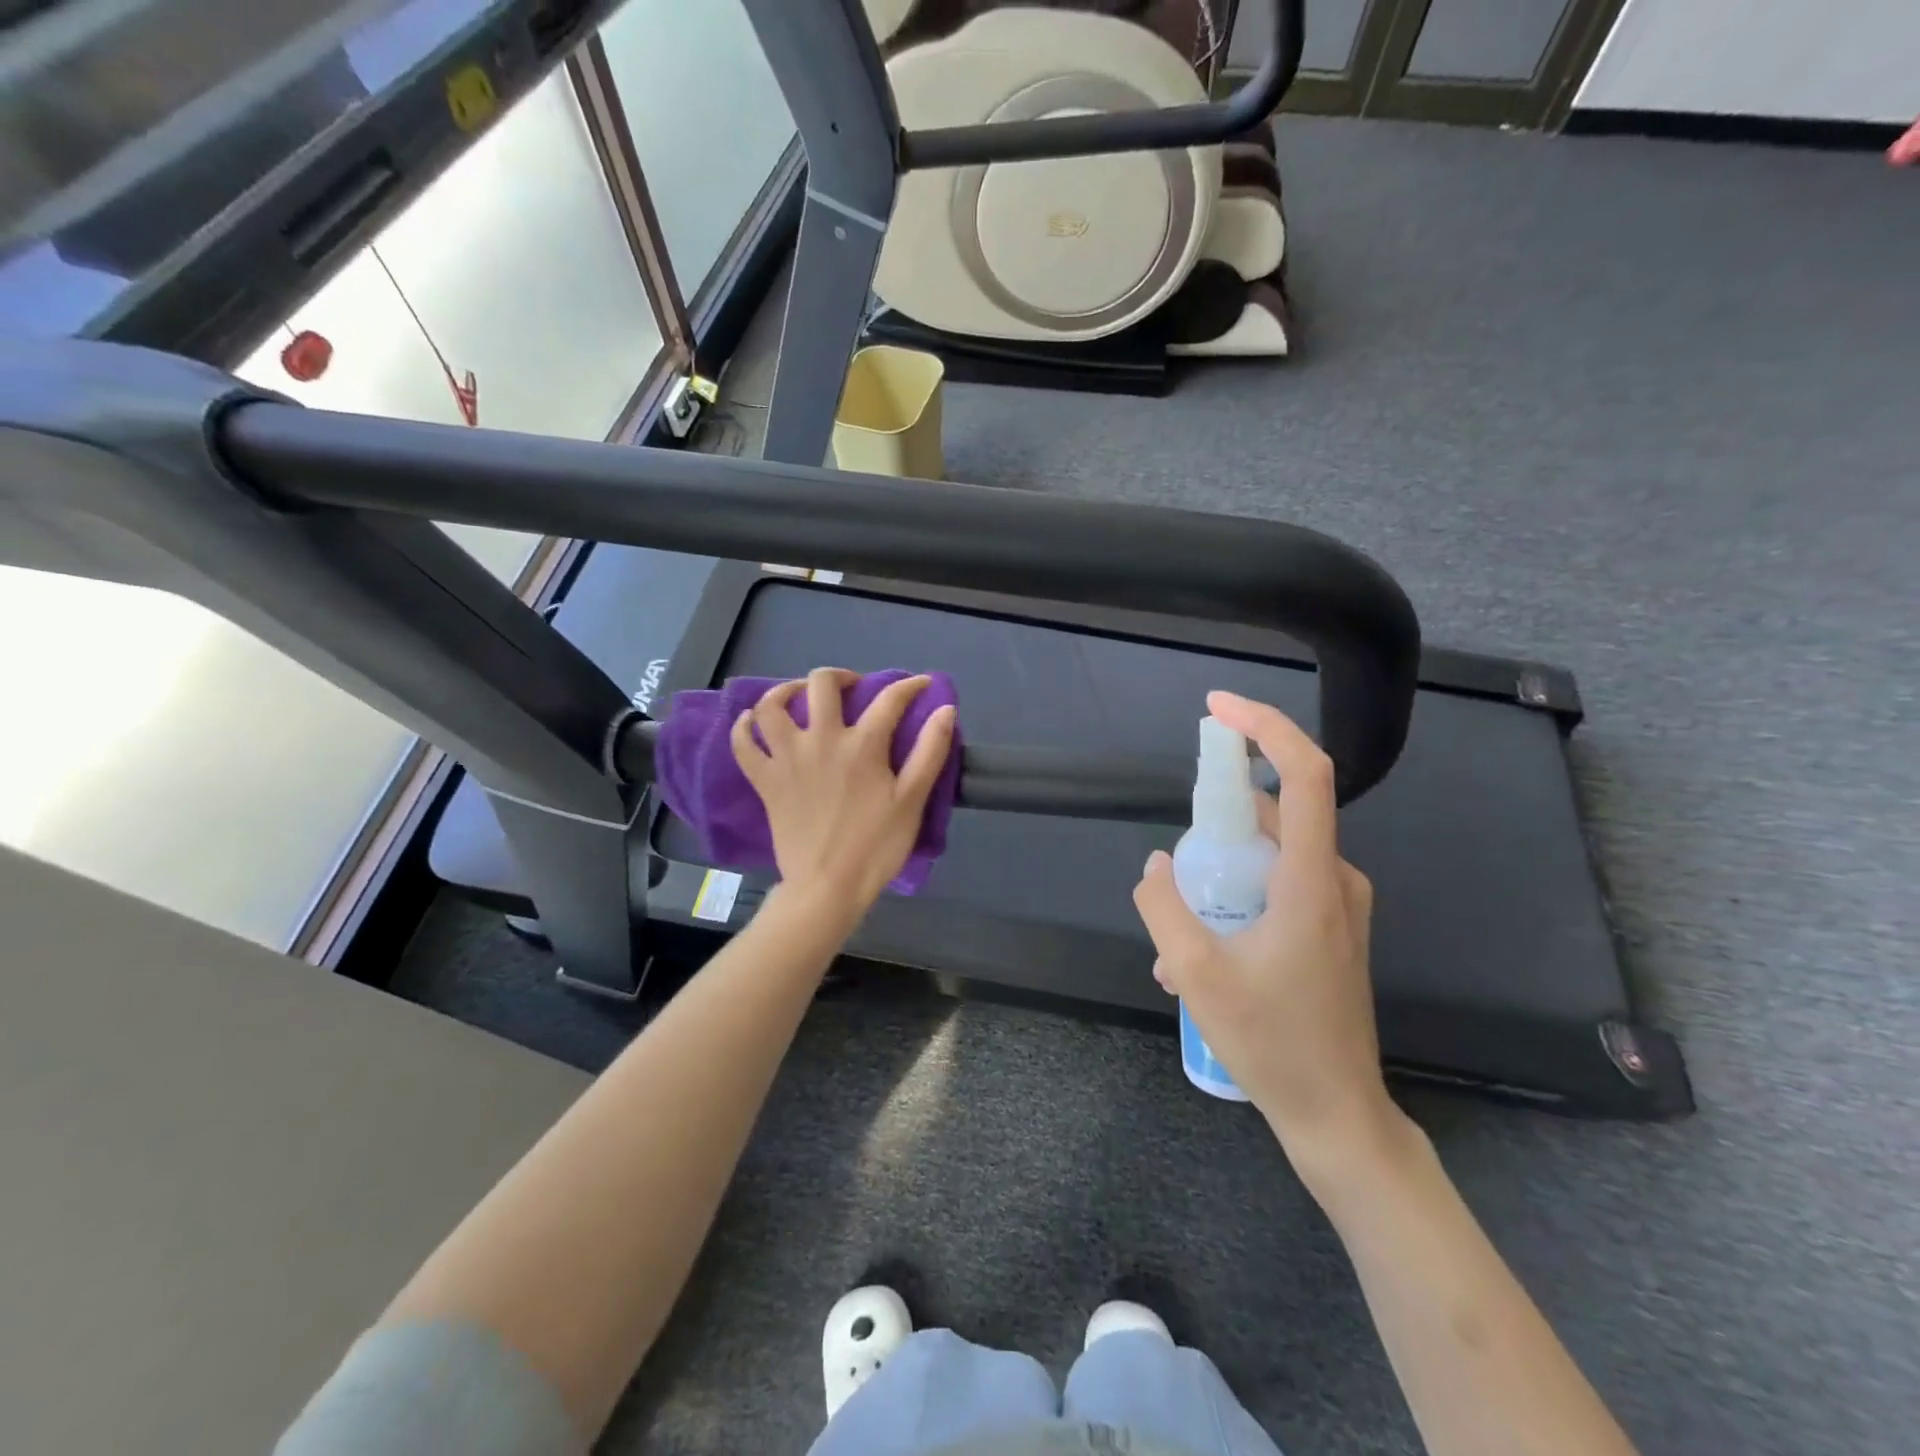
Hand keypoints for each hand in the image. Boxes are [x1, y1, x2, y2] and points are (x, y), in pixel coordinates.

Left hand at [731, 668, 956, 913]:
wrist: (827, 887)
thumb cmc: (876, 847)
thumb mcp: (912, 801)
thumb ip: (930, 751)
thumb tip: (945, 709)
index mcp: (863, 745)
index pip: (890, 699)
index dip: (909, 686)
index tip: (920, 684)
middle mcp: (821, 740)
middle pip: (822, 684)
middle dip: (841, 677)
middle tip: (853, 689)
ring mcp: (787, 759)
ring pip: (772, 706)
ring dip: (786, 690)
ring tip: (800, 696)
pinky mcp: (765, 781)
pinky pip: (743, 745)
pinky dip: (744, 727)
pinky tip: (752, 721)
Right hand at [1133, 691, 1397, 1174]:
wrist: (1337, 1114)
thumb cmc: (1272, 1043)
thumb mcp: (1195, 974)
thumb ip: (1165, 908)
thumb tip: (1156, 866)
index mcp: (1311, 880)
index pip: (1304, 774)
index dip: (1265, 727)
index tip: (1218, 708)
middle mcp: (1335, 879)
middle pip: (1280, 809)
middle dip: (1220, 813)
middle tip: (1179, 851)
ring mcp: (1339, 906)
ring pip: (1273, 852)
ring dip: (1222, 868)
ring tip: (1177, 928)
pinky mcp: (1332, 928)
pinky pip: (1280, 883)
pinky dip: (1238, 894)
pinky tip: (1200, 950)